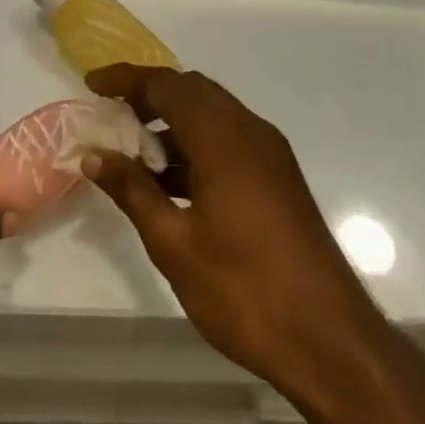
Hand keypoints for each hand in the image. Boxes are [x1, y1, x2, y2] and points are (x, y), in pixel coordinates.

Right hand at [82, 65, 390, 404]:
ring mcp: (270, 155)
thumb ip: (132, 190)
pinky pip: (229, 140)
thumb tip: (93, 156)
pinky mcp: (279, 179)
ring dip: (172, 123)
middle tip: (111, 115)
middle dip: (149, 95)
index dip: (126, 79)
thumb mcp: (174, 243)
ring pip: (212, 115)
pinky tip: (171, 183)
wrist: (333, 344)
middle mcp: (250, 132)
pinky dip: (196, 144)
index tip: (91, 84)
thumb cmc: (244, 290)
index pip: (166, 85)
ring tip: (133, 153)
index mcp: (223, 138)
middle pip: (192, 91)